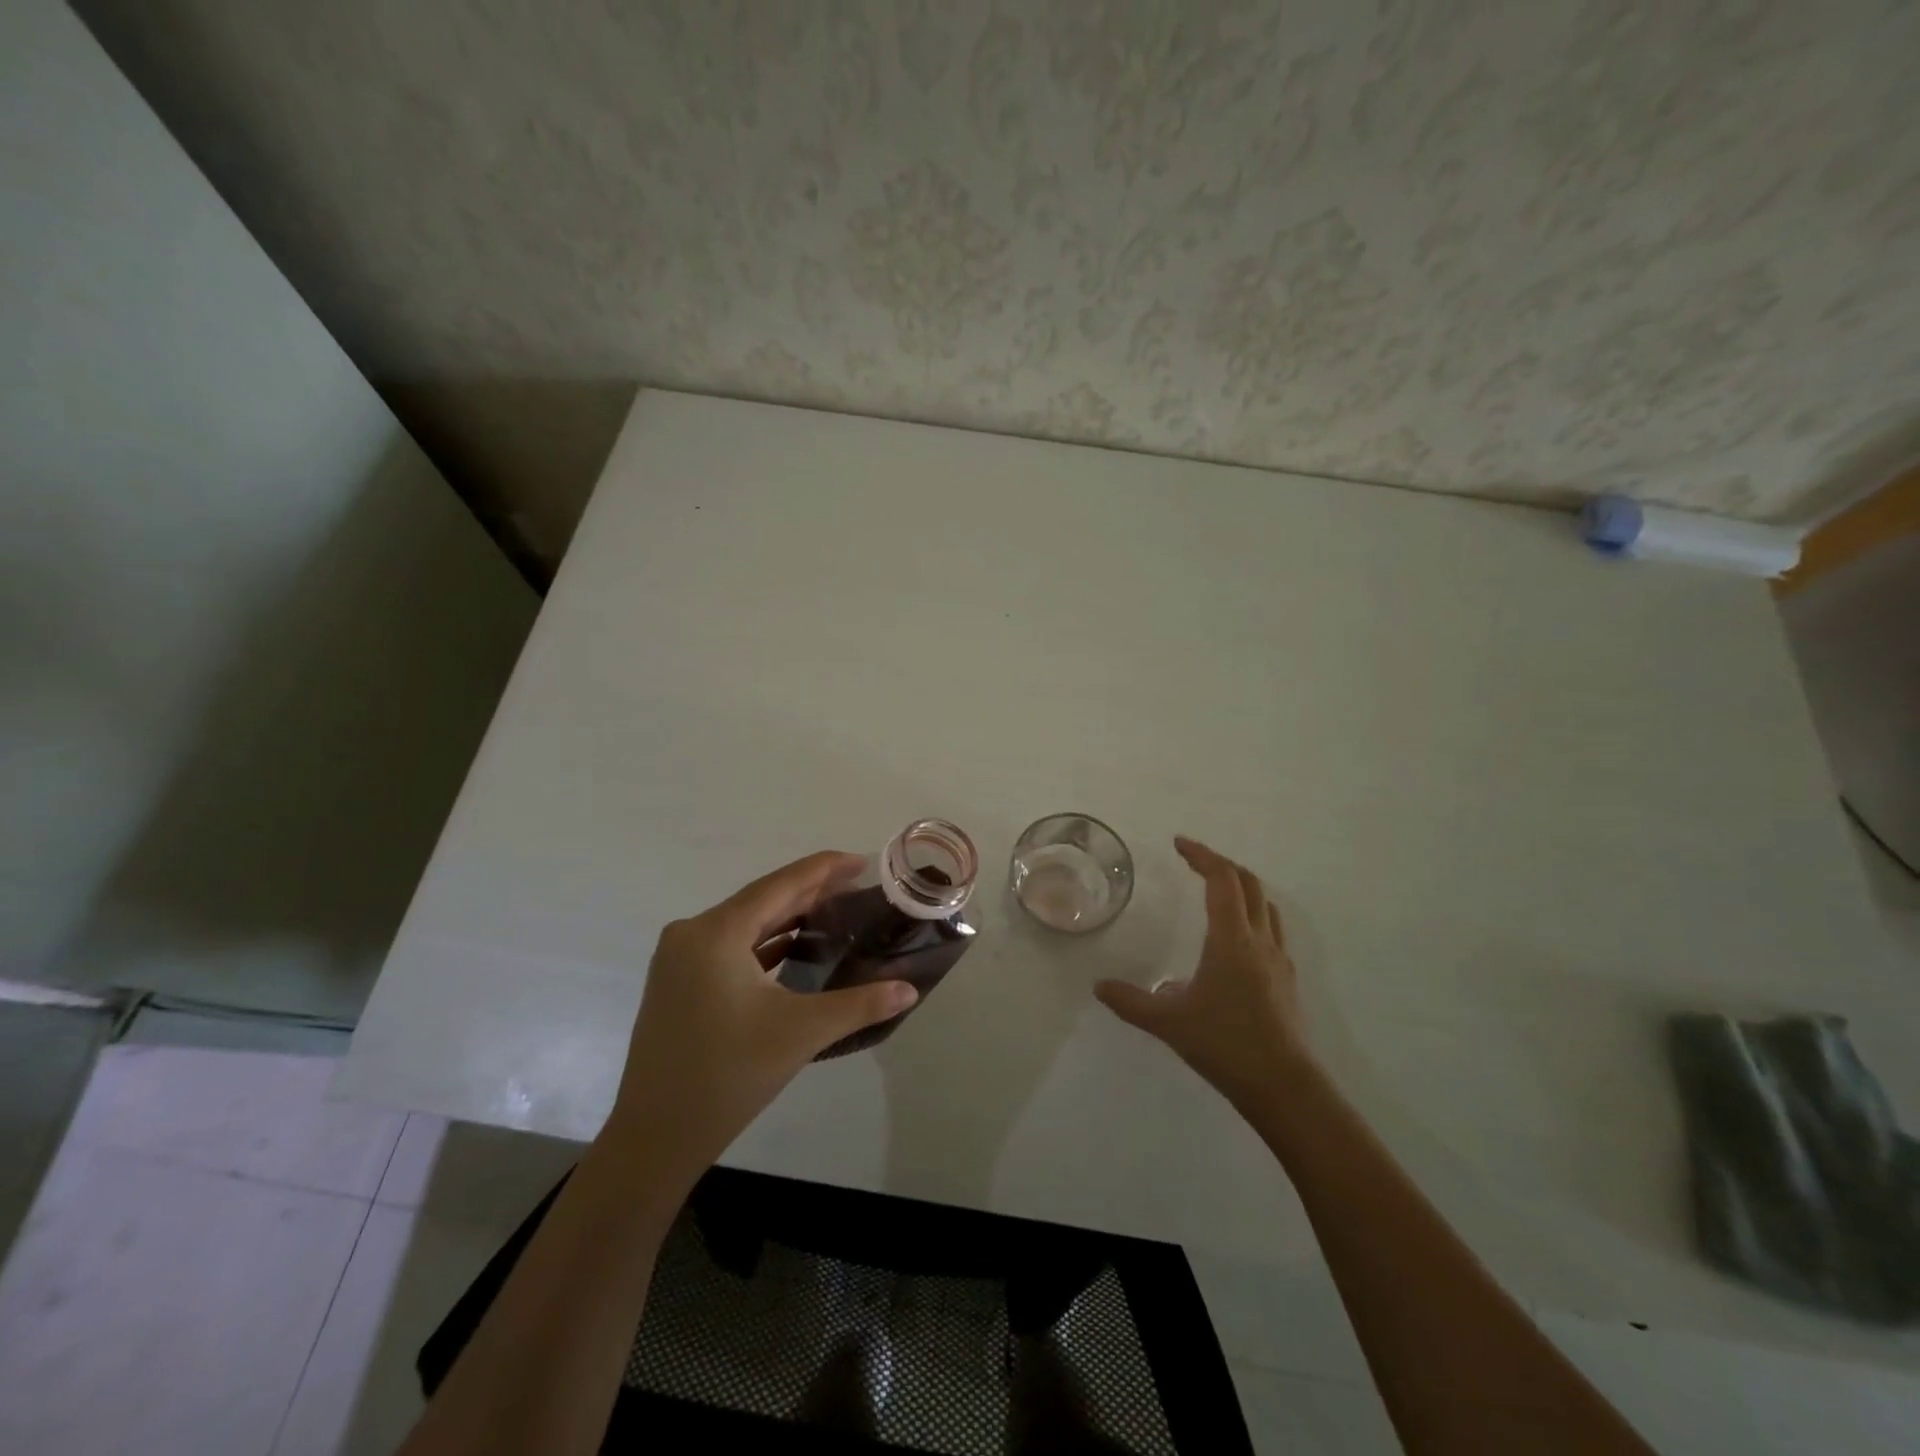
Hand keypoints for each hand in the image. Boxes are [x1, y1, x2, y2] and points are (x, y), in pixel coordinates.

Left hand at [609, 851, 918, 1178]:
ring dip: (788, 918)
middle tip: (857, 887)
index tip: (861, 861)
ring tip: (834, 913)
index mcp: (716, 932)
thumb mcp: (801, 1033)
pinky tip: (795, 948)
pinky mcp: (677, 983)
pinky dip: (765, 944)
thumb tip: (909, 990)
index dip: (823, 869)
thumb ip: (860, 1004)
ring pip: (745, 924)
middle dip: (810, 892)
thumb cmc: (728, 1075)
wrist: (654, 1137)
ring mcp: (679, 959)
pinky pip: (729, 947)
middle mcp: (692, 934)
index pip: (780, 885)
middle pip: (762, 900)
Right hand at [1095, 837, 1313, 1109]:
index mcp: (1231, 939)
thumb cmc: (1225, 1044)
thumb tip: (1099, 986)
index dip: (1201, 855)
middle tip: (1193, 861)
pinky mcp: (1287, 980)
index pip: (1221, 879)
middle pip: (1249, 883)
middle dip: (1221, 864)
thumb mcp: (1168, 1022)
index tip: (1179, 844)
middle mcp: (1259, 940)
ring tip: (1215, 892)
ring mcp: (1279, 960)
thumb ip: (1131, 1001)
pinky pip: (1271, 930)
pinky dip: (1251, 916)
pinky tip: (1233, 941)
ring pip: (1265, 906)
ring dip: (1241, 888)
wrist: (1284, 1087)